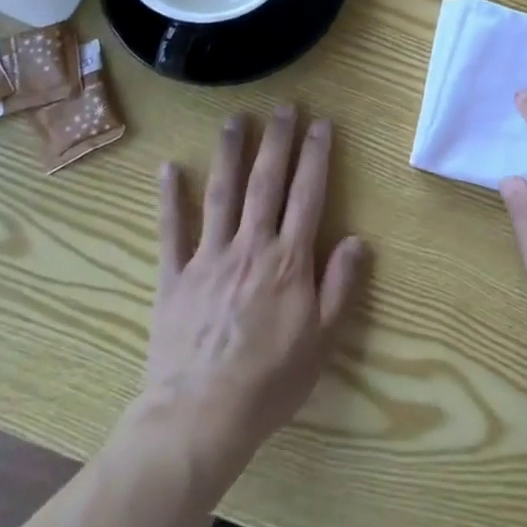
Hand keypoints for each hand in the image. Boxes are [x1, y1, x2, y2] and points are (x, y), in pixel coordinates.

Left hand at [143, 105, 367, 461]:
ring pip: (221, 193)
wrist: (200, 419)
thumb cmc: (270, 382)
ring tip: (236, 119)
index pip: (307, 195)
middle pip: (266, 182)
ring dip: (230, 153)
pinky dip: (170, 198)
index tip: (320, 124)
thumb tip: (358, 239)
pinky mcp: (174, 276)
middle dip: (277, 141)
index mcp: (289, 260)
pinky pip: (171, 230)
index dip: (315, 156)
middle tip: (284, 107)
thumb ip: (340, 285)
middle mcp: (250, 246)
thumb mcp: (321, 340)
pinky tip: (169, 167)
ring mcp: (209, 257)